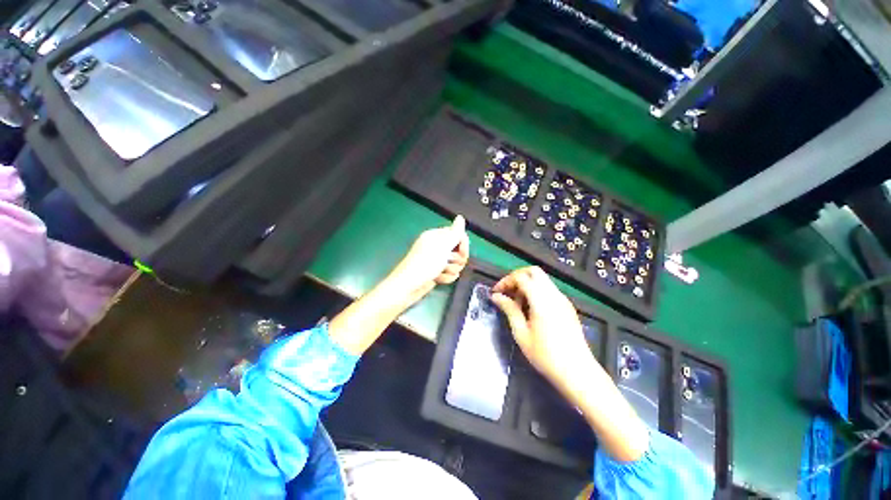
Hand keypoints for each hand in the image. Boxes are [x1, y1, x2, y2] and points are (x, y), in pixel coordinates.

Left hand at [386, 215, 469, 305]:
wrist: (409, 286)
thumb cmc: (424, 264)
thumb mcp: (442, 246)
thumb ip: (454, 232)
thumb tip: (460, 217)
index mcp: (437, 236)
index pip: (458, 235)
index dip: (463, 245)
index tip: (463, 254)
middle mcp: (437, 246)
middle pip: (459, 251)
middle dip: (456, 260)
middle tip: (447, 263)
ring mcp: (436, 260)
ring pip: (455, 264)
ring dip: (450, 270)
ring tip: (440, 272)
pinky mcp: (436, 272)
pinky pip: (450, 274)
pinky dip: (446, 278)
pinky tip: (437, 279)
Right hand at [489, 267, 590, 395]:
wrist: (578, 372)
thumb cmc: (546, 356)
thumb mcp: (521, 334)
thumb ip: (509, 310)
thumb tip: (496, 296)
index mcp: (542, 300)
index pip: (521, 277)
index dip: (506, 281)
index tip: (496, 292)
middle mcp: (554, 295)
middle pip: (534, 271)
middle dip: (517, 277)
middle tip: (507, 292)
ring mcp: (563, 299)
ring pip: (542, 279)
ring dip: (527, 284)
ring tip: (517, 304)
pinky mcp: (567, 306)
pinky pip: (548, 289)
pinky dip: (536, 291)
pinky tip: (530, 309)